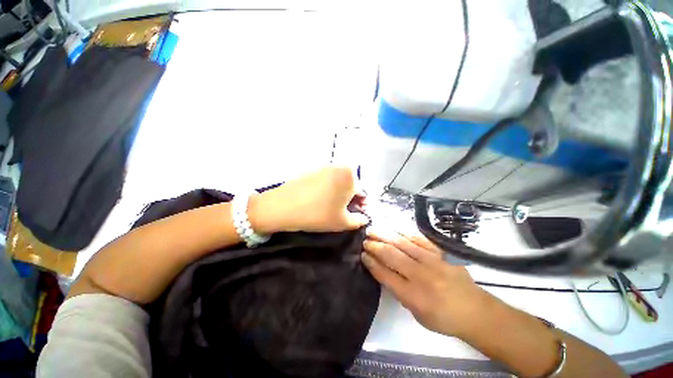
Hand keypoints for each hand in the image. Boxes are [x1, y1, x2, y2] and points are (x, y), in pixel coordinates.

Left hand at [250, 166, 368, 232]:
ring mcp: (323, 166)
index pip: (362, 192)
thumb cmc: (318, 214)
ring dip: (338, 193)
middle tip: (342, 212)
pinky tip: (318, 199)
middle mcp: (339, 166)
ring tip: (330, 207)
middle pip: (350, 185)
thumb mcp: (342, 222)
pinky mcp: (311, 169)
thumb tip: (364, 218)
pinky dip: (327, 188)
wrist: (283, 207)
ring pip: (338, 181)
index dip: (361, 206)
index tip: (356, 215)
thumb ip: (359, 221)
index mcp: (350, 176)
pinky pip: (325, 179)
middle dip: (349, 199)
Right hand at [361, 229, 491, 336]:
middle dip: (375, 246)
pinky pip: (418, 238)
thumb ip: (398, 292)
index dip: (371, 263)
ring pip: (402, 243)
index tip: (362, 254)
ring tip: (373, 229)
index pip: (385, 274)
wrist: (475, 310)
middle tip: (364, 239)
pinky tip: (394, 228)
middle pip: (391, 255)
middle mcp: (421, 275)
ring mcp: (432, 260)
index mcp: (413, 295)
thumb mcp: (417, 314)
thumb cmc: (443, 318)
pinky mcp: (440, 252)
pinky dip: (403, 232)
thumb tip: (383, 271)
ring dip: (385, 235)